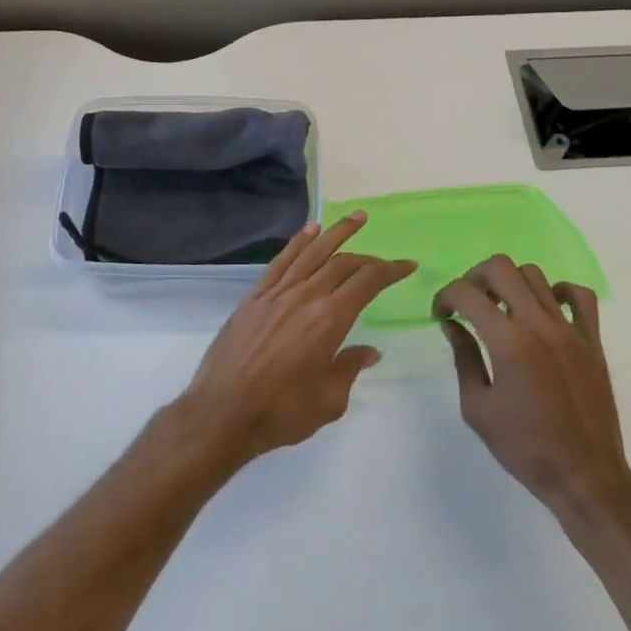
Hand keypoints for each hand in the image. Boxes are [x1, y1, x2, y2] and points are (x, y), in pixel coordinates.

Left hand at [177, 215, 414, 471]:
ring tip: (356, 218)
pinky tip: (310, 230)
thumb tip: (369, 351)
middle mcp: (306, 296)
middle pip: (342, 263)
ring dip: (336, 232)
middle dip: (368, 255)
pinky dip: (298, 241)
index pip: (367, 283)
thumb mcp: (329, 401)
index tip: (407, 265)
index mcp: (330, 320)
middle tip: (385, 255)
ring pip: (312, 252)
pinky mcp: (256, 296)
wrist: (223, 411)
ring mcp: (278, 292)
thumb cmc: (281, 412)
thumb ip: (350, 368)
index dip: (390, 270)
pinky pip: (282, 260)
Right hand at [435, 255, 630, 513]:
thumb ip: (464, 359)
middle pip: (501, 268)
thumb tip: (453, 325)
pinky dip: (559, 292)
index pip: (467, 293)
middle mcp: (539, 324)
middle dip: (475, 277)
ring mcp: (570, 329)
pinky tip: (546, 310)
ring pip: (536, 275)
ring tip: (503, 309)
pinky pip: (580, 296)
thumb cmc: (525, 448)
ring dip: (511, 284)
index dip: (445, 297)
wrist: (585, 478)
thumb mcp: (477, 408)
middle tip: (469, 303)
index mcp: (508, 342)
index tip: (441, 315)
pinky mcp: (592, 341)